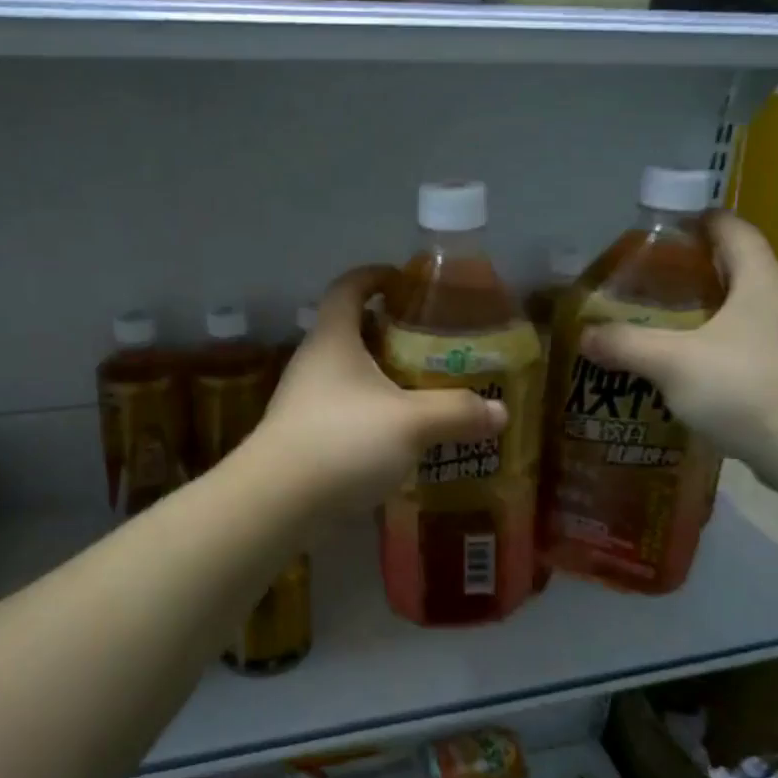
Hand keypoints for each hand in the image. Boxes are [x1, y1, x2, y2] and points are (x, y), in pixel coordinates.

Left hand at [255, 266, 507, 512]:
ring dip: (382, 377)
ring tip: (422, 389)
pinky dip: (371, 412)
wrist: (277, 501)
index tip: (404, 280)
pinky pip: (344, 411)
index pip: (348, 287)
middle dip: (389, 332)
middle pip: (350, 331)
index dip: (375, 276)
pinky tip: (398, 435)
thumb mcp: (411, 423)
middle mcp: (313, 363)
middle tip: (430, 343)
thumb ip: (457, 412)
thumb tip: (500, 412)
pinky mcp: (304, 436)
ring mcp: (304, 401)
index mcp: (333, 339)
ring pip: (348, 375)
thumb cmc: (343, 441)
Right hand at [581, 212, 777, 469]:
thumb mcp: (671, 362)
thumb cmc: (743, 387)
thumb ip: (626, 344)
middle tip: (655, 284)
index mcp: (762, 282)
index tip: (669, 228)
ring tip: (669, 328)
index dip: (703, 221)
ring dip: (712, 314)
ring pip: (748, 313)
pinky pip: (753, 349)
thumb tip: (585, 335)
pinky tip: (695, 372)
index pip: (735, 230)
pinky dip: (723, 350)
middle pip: (742, 270)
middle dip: (699, 272)